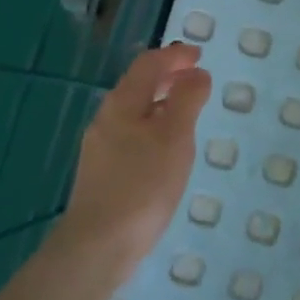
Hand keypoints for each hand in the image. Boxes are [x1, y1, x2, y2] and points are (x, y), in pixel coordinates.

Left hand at [58, 43, 211, 275]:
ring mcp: (101, 147)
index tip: (199, 55)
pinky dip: (153, 126)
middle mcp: (106, 119)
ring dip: (161, 102)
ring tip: (186, 110)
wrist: (100, 244)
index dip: (174, 56)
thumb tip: (196, 74)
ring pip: (134, 112)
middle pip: (137, 86)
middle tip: (195, 77)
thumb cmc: (143, 185)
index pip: (148, 65)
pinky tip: (166, 148)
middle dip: (167, 76)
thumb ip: (186, 100)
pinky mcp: (103, 172)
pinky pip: (132, 135)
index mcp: (122, 104)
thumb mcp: (174, 137)